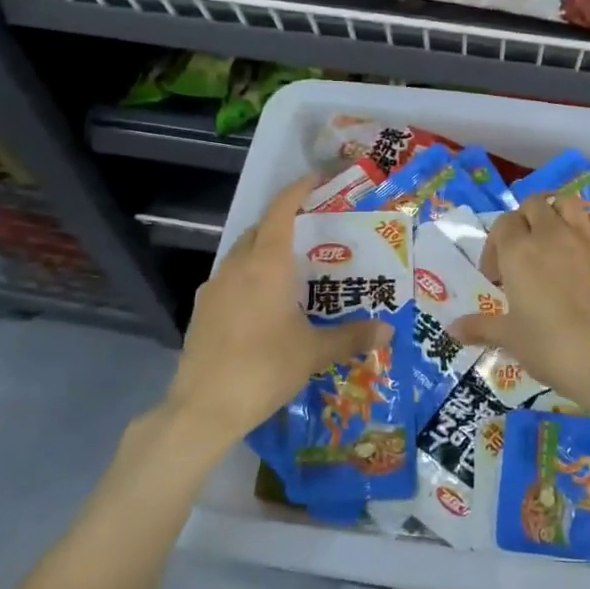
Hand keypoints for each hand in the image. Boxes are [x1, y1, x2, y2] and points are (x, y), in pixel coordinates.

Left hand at [164, 174, 391, 447]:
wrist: (203, 408)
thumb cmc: (264, 367)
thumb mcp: (314, 352)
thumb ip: (351, 336)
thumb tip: (388, 330)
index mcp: (266, 264)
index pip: (281, 210)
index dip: (298, 190)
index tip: (317, 180)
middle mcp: (237, 266)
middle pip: (260, 229)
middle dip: (284, 222)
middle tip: (313, 232)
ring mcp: (214, 287)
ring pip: (242, 254)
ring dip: (264, 250)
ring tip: (291, 269)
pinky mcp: (201, 310)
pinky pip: (229, 279)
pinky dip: (249, 277)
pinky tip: (264, 305)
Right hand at [451, 192, 589, 416]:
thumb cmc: (552, 348)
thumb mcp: (511, 338)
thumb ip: (480, 327)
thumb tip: (451, 329)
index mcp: (519, 251)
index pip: (502, 224)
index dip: (496, 245)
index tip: (498, 276)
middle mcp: (551, 234)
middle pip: (533, 204)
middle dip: (525, 221)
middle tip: (526, 253)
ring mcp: (586, 237)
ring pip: (567, 201)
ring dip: (557, 213)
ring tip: (556, 239)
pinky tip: (587, 244)